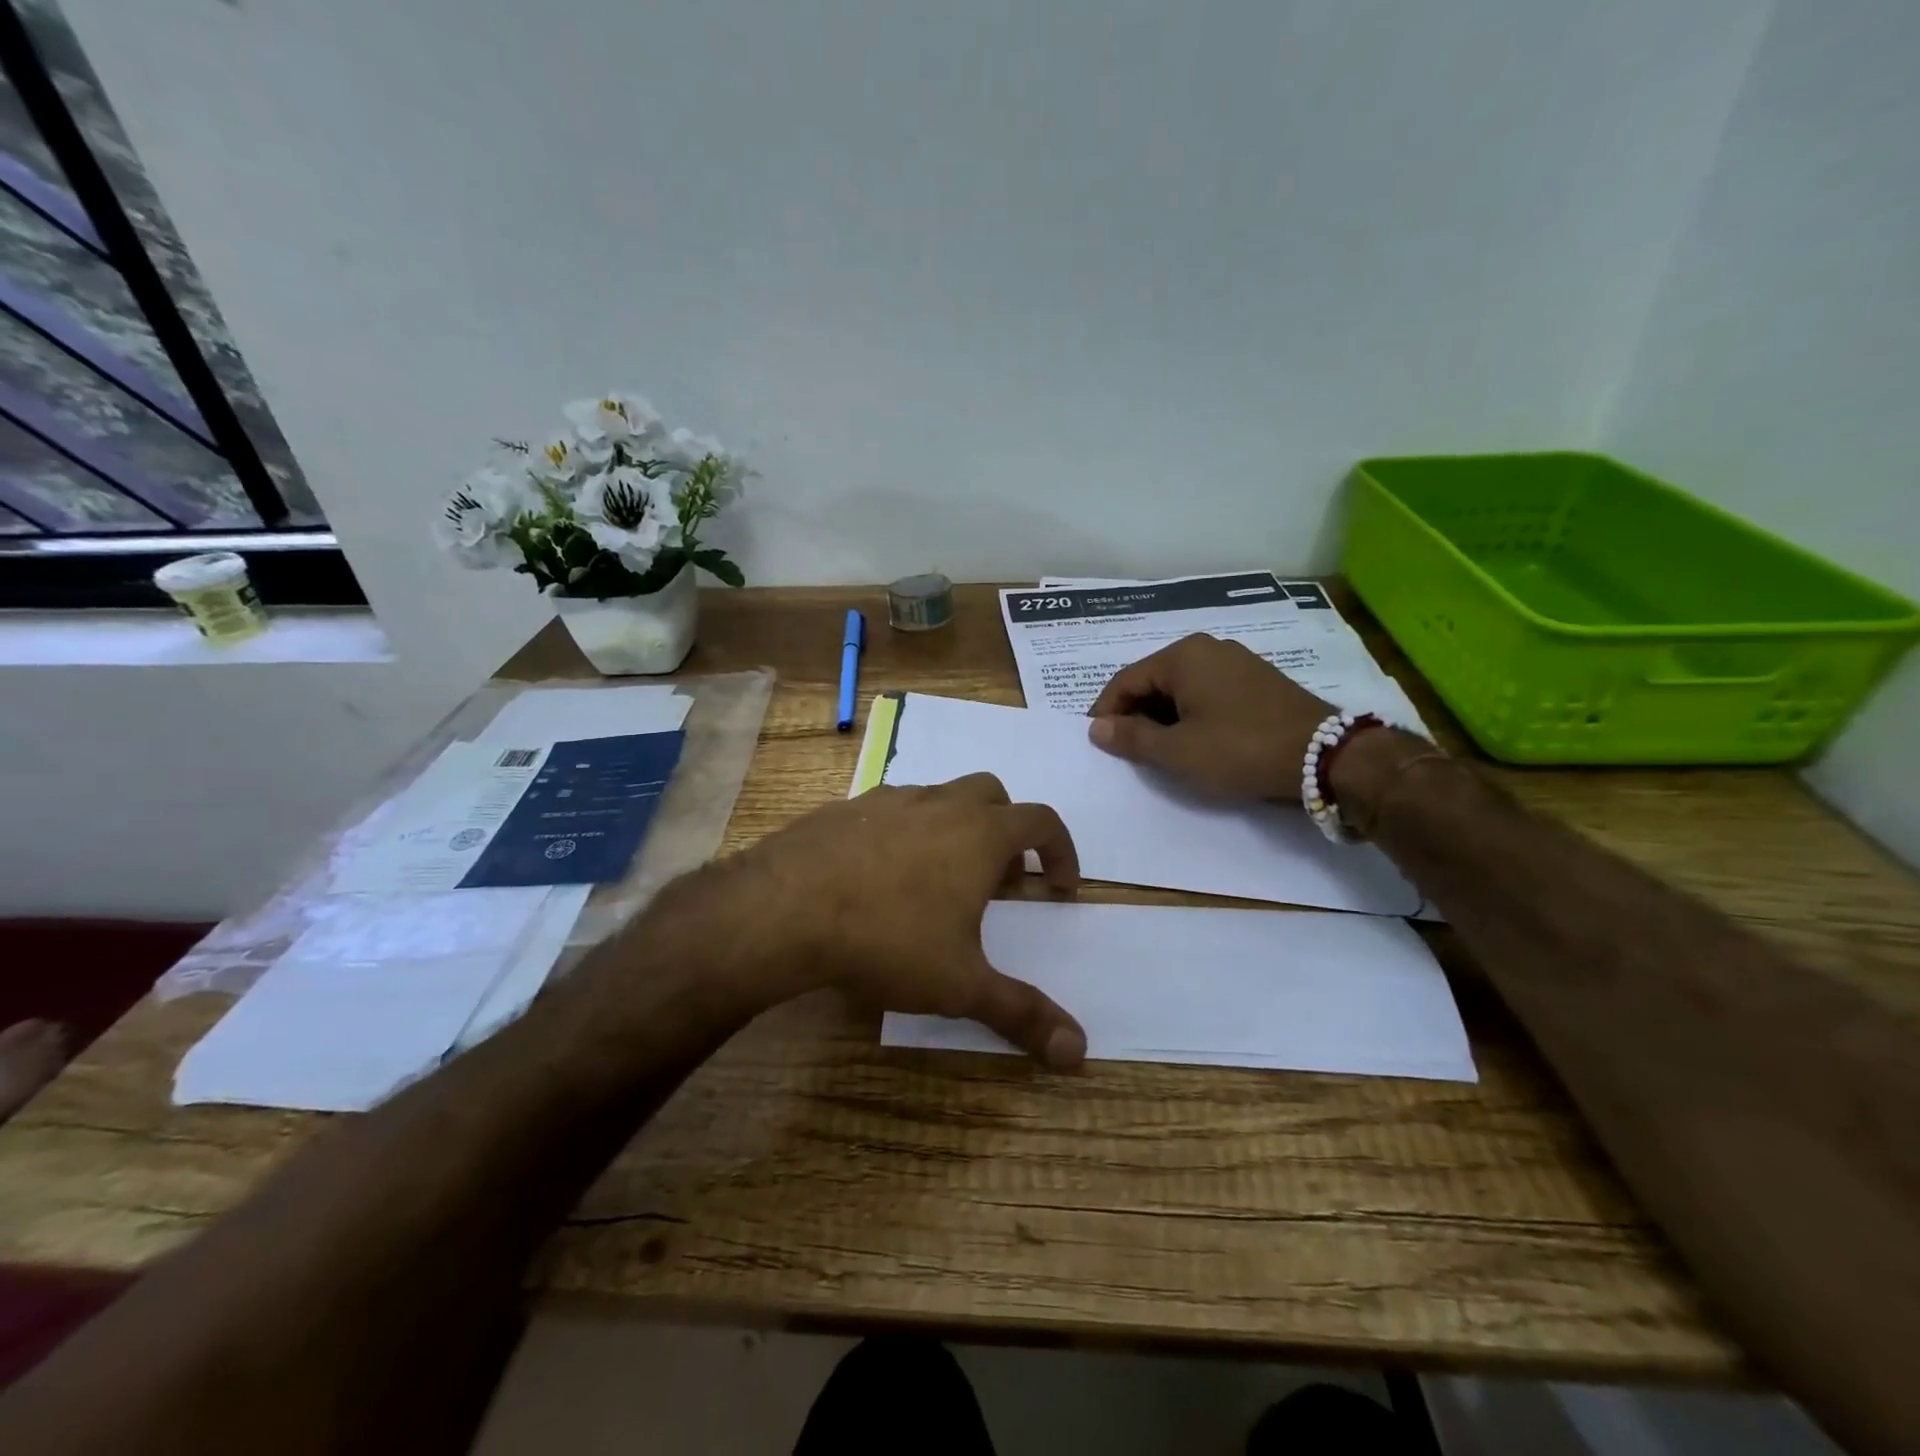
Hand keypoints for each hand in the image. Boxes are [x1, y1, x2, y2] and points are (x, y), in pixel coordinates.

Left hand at [682, 774, 1087, 1067]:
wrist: (783, 909)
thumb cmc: (887, 940)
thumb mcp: (960, 985)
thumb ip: (1021, 1013)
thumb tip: (1079, 1054)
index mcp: (979, 834)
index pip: (1042, 821)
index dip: (1060, 850)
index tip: (1058, 886)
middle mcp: (939, 804)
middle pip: (993, 794)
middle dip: (1007, 830)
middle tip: (999, 880)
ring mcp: (888, 799)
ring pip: (939, 796)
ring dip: (954, 827)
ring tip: (938, 879)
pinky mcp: (845, 807)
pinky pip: (890, 808)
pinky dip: (904, 830)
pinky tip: (881, 874)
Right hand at [1087, 633, 1332, 801]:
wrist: (1325, 756)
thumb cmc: (1240, 749)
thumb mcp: (1177, 751)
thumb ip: (1131, 738)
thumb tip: (1096, 728)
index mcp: (1183, 656)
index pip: (1126, 680)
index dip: (1106, 712)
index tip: (1098, 742)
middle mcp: (1209, 648)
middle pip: (1154, 680)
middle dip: (1135, 714)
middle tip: (1128, 750)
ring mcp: (1237, 662)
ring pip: (1181, 688)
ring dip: (1163, 717)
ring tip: (1160, 750)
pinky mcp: (1258, 681)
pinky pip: (1208, 692)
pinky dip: (1191, 714)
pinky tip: (1195, 741)